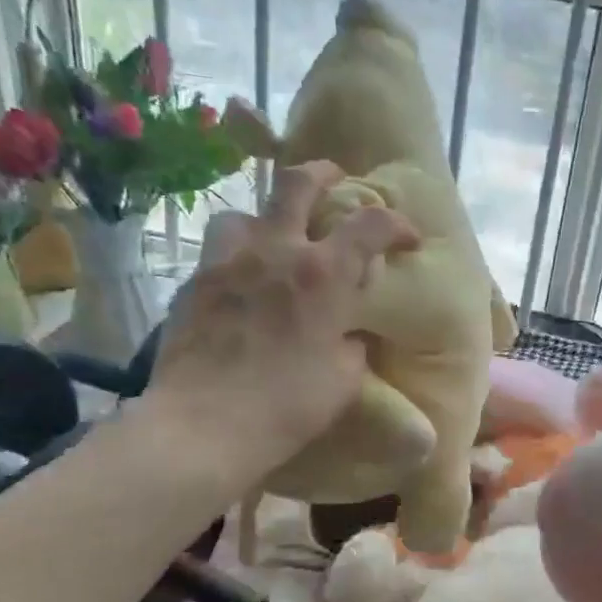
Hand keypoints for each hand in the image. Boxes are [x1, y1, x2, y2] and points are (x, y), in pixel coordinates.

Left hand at [142, 161, 417, 492]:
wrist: (203, 426)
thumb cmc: (287, 406)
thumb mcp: (344, 380)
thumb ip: (351, 345)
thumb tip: (346, 334)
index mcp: (323, 274)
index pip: (371, 224)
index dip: (397, 224)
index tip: (408, 239)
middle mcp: (275, 252)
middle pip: (297, 183)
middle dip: (322, 175)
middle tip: (335, 183)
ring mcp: (227, 262)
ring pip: (246, 212)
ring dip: (268, 219)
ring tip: (275, 241)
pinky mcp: (194, 283)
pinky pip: (219, 251)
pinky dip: (239, 257)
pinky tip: (243, 285)